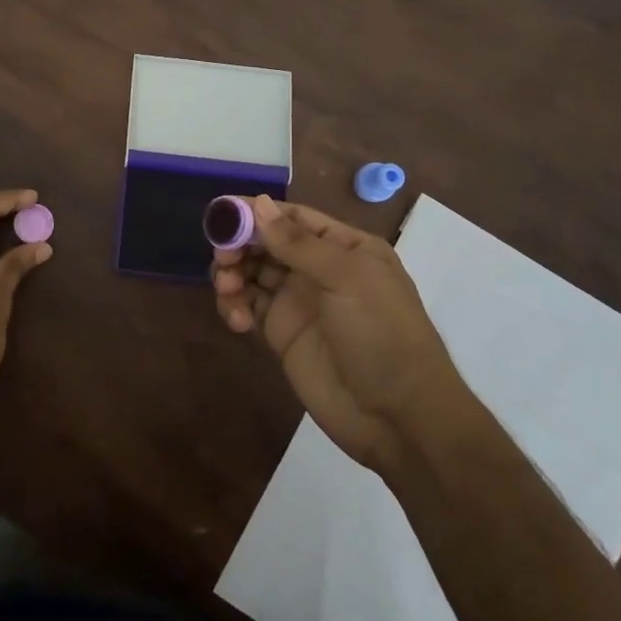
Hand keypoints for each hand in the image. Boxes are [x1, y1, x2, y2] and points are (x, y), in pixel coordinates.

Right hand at [212, 195, 465, 472]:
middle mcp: (318, 269)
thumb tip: (258, 203)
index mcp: (343, 247)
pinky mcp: (281, 334)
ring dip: (232, 274)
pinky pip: (248, 306)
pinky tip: (237, 320)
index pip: (292, 217)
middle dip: (239, 244)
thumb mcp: (347, 279)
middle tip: (223, 258)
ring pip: (252, 272)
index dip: (256, 212)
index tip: (221, 213)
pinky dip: (234, 305)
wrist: (399, 417)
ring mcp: (298, 302)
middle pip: (266, 243)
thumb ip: (298, 243)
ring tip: (228, 291)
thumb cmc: (382, 334)